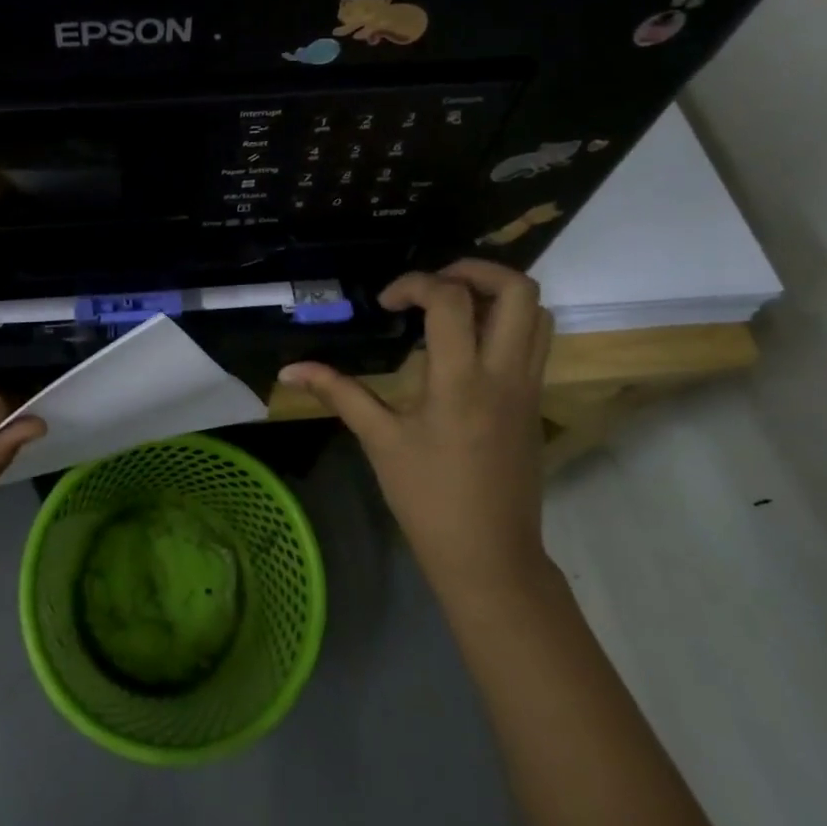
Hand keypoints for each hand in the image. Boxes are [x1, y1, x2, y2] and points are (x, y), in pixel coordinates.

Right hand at [279, 260, 553, 598]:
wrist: (490, 555)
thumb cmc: (428, 498)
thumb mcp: (379, 440)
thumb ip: (338, 392)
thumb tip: (289, 369)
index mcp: (462, 380)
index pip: (450, 299)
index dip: (414, 283)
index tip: (386, 303)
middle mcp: (505, 373)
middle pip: (516, 289)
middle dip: (472, 270)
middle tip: (432, 286)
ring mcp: (529, 386)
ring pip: (537, 312)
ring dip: (495, 294)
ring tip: (452, 307)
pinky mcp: (536, 401)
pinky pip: (535, 340)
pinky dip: (506, 322)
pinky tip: (467, 344)